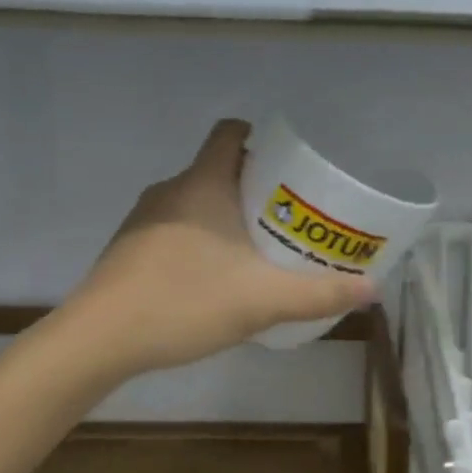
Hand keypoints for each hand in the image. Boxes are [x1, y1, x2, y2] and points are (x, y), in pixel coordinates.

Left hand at [69, 119, 375, 374]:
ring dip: (227, 216)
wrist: (99, 339)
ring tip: (258, 250)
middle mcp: (171, 191)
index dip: (262, 139)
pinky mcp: (130, 248)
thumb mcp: (263, 300)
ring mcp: (145, 219)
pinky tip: (215, 278)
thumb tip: (372, 288)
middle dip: (256, 187)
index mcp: (203, 184)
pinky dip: (201, 239)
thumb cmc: (184, 301)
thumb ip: (320, 294)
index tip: (289, 167)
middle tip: (291, 217)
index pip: (230, 133)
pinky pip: (177, 227)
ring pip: (196, 201)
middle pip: (219, 169)